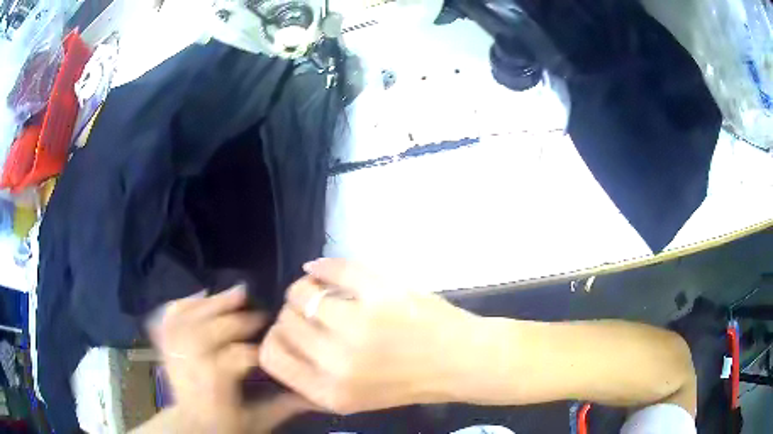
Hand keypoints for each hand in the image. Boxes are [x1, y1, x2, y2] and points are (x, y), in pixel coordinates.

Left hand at [148, 286, 310, 432]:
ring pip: (190, 319)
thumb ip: (286, 405)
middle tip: (262, 316)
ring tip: (237, 293)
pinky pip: (171, 317)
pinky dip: (186, 302)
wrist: (190, 426)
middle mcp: (190, 366)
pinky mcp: (166, 344)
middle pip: (209, 332)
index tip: (280, 344)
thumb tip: (318, 394)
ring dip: (214, 303)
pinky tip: (202, 295)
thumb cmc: (225, 426)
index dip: (259, 348)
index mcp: (214, 387)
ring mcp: (174, 353)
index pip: (235, 358)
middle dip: (238, 320)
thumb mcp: (258, 421)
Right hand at [259, 258, 482, 414]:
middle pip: (285, 321)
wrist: (459, 361)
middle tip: (311, 309)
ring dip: (306, 287)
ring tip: (322, 290)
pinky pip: (332, 268)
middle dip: (293, 312)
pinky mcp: (379, 295)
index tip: (287, 330)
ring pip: (301, 292)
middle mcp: (337, 364)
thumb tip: (277, 344)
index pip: (271, 356)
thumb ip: (312, 381)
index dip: (273, 337)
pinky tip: (326, 270)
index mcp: (329, 392)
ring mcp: (358, 327)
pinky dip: (325, 266)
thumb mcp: (352, 398)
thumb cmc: (407, 381)